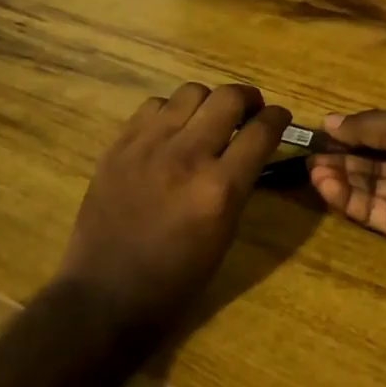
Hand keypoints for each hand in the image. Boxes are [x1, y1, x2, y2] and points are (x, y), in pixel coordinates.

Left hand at [58, 82, 290, 330]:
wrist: (106, 295)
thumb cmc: (175, 280)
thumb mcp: (224, 236)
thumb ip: (239, 187)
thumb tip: (250, 152)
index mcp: (219, 189)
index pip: (261, 132)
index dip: (277, 118)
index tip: (280, 116)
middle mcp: (187, 156)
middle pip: (228, 98)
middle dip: (248, 99)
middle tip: (249, 112)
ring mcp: (148, 146)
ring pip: (190, 92)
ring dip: (208, 102)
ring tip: (207, 120)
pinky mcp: (119, 146)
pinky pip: (153, 105)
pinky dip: (170, 112)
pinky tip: (170, 131)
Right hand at [306, 110, 385, 293]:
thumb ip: (372, 126)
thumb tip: (330, 121)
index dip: (356, 129)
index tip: (323, 130)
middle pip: (375, 156)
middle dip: (343, 153)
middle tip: (308, 152)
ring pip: (369, 183)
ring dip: (341, 175)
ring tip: (311, 170)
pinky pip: (370, 209)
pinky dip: (347, 198)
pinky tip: (324, 187)